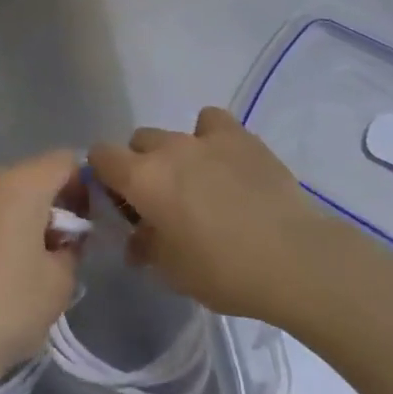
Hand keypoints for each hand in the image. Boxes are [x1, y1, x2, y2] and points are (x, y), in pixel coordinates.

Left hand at [0, 151, 84, 393]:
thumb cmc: (4, 311)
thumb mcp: (59, 287)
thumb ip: (71, 250)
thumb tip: (62, 241)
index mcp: (21, 187)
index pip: (63, 161)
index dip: (80, 187)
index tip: (79, 227)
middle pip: (25, 179)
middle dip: (42, 208)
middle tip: (47, 253)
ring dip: (7, 221)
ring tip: (6, 268)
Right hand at [89, 108, 339, 326]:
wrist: (291, 257)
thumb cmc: (223, 271)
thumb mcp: (173, 272)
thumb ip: (146, 247)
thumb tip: (137, 238)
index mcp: (142, 179)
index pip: (101, 155)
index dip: (103, 173)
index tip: (119, 199)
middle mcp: (168, 148)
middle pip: (139, 141)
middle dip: (142, 165)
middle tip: (161, 200)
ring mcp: (205, 137)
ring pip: (174, 133)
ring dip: (176, 153)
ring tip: (198, 182)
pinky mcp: (239, 135)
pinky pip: (212, 122)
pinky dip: (211, 137)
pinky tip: (225, 161)